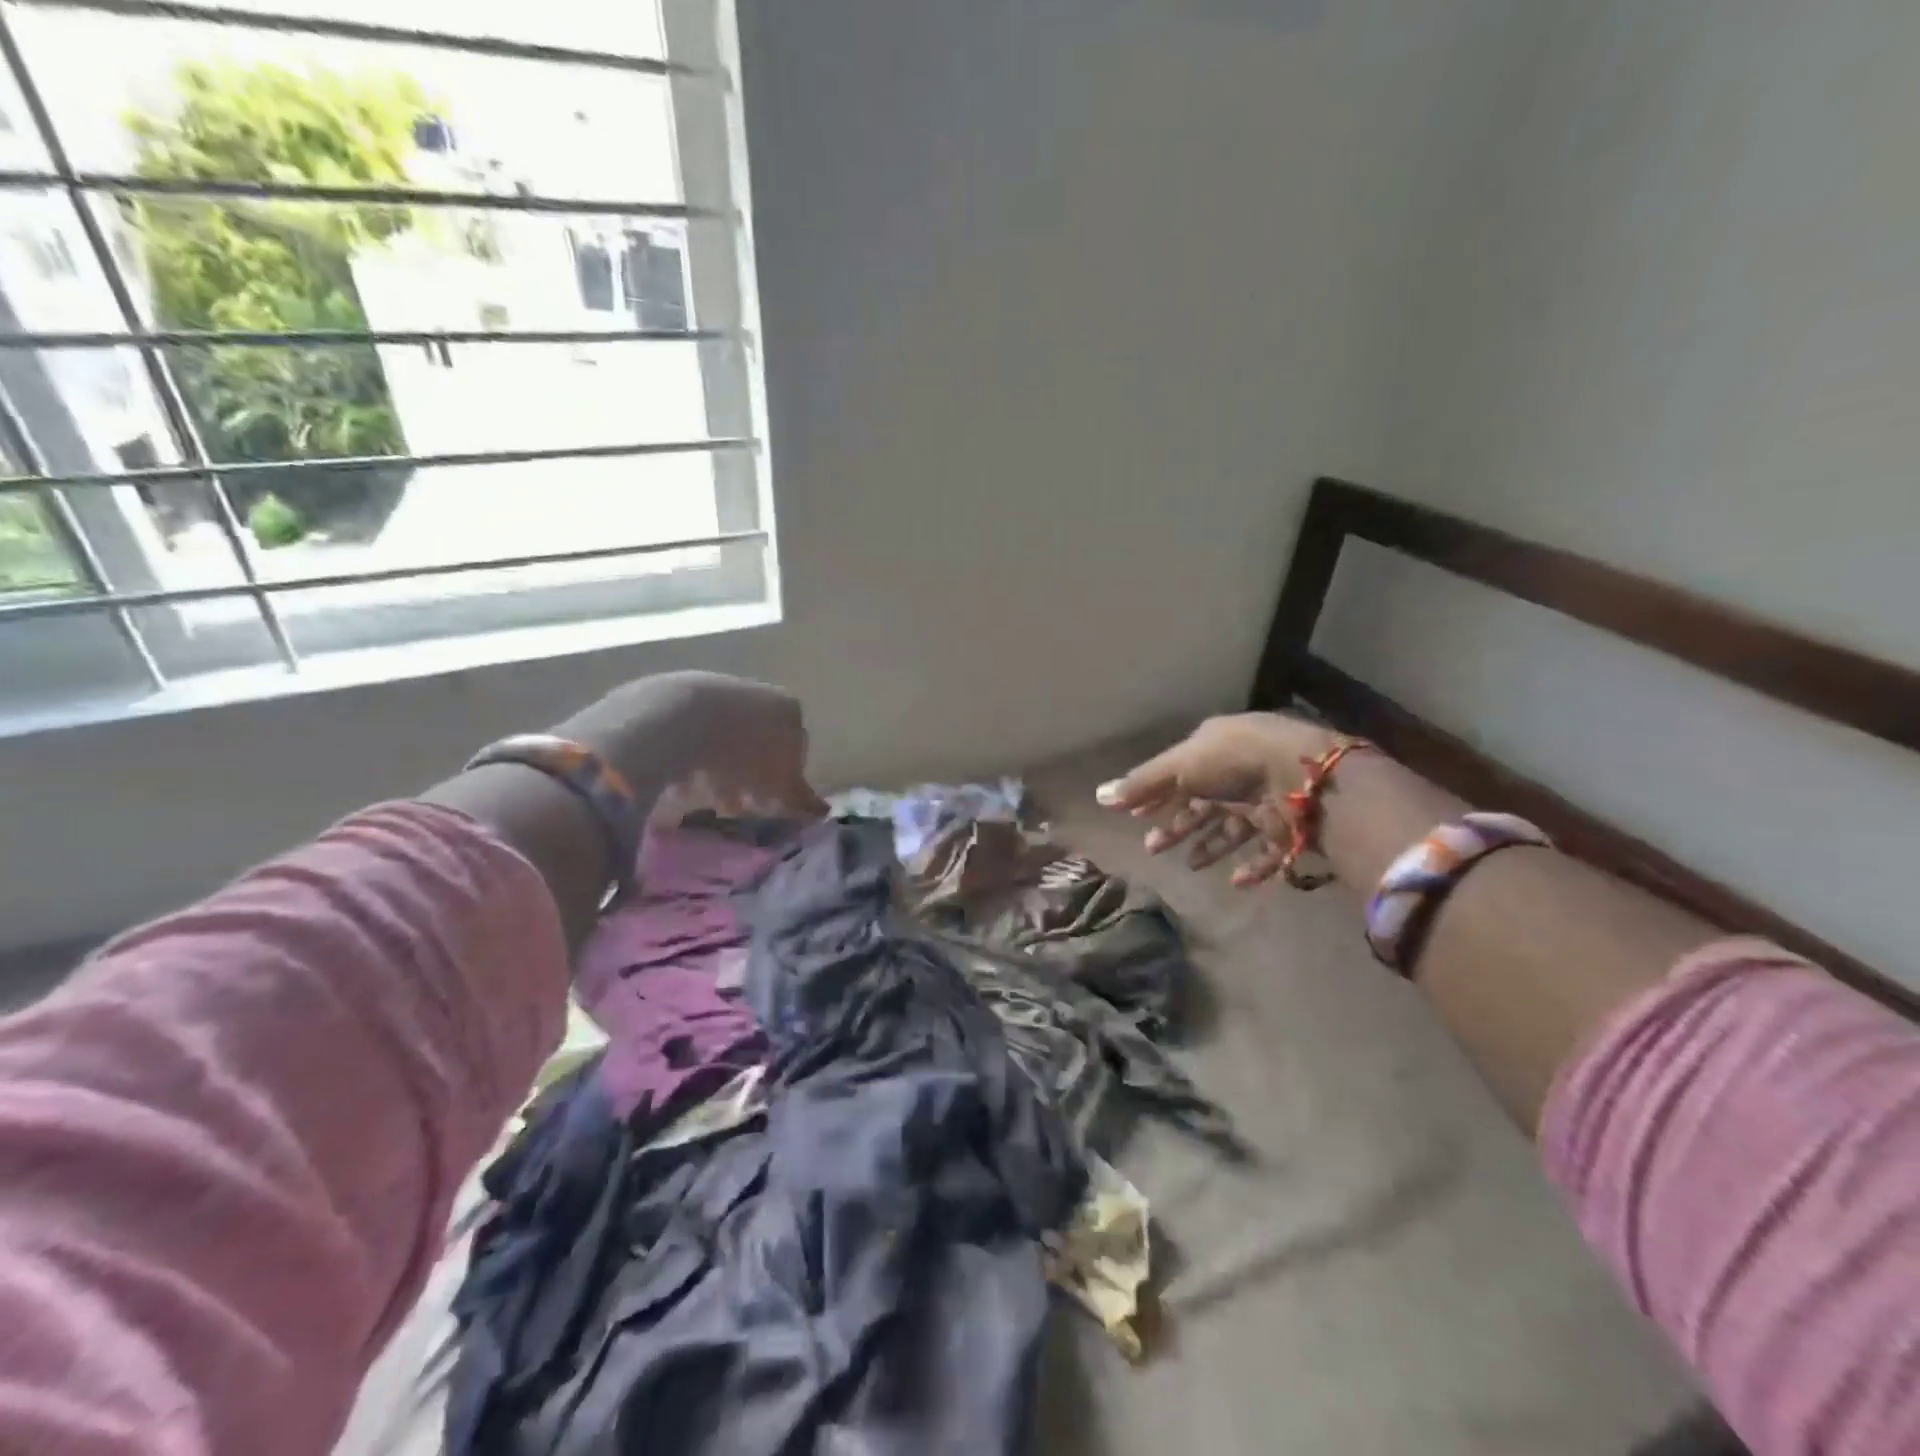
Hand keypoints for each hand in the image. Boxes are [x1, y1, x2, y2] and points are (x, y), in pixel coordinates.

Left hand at [557, 672, 824, 818]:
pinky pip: (691, 733)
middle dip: (749, 778)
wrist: (675, 721)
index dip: (783, 782)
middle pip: (759, 744)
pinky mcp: (677, 694)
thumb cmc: (742, 756)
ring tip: (703, 799)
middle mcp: (758, 693)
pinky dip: (690, 758)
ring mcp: (717, 689)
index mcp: (788, 709)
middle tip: (735, 807)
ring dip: (719, 771)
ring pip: (724, 739)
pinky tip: (679, 781)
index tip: (766, 805)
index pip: (796, 750)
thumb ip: (802, 799)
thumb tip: (821, 810)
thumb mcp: (779, 786)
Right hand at [1096, 713, 1333, 885]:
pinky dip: (1250, 865)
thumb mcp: (1180, 767)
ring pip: (1232, 828)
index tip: (1136, 818)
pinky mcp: (1289, 828)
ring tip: (1191, 865)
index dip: (1157, 796)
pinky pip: (1266, 851)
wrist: (1304, 777)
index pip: (1180, 774)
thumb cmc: (1233, 761)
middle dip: (1177, 826)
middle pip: (1202, 804)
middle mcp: (1241, 771)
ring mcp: (1266, 799)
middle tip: (1152, 849)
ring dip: (1209, 846)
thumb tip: (1098, 796)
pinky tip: (1234, 880)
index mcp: (1216, 747)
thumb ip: (1142, 784)